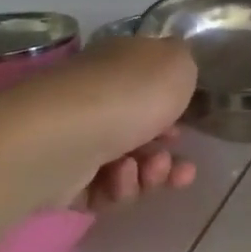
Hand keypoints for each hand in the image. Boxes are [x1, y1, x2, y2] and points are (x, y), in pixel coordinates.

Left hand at [0, 37, 200, 210]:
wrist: (63, 139)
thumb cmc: (127, 95)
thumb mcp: (176, 62)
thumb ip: (184, 61)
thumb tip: (174, 68)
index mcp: (118, 68)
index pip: (148, 87)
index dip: (174, 109)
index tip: (187, 122)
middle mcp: (96, 101)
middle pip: (144, 134)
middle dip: (167, 153)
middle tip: (172, 161)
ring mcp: (78, 141)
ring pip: (130, 167)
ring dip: (150, 174)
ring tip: (148, 171)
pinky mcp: (64, 179)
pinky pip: (106, 190)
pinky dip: (121, 187)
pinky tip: (120, 179)